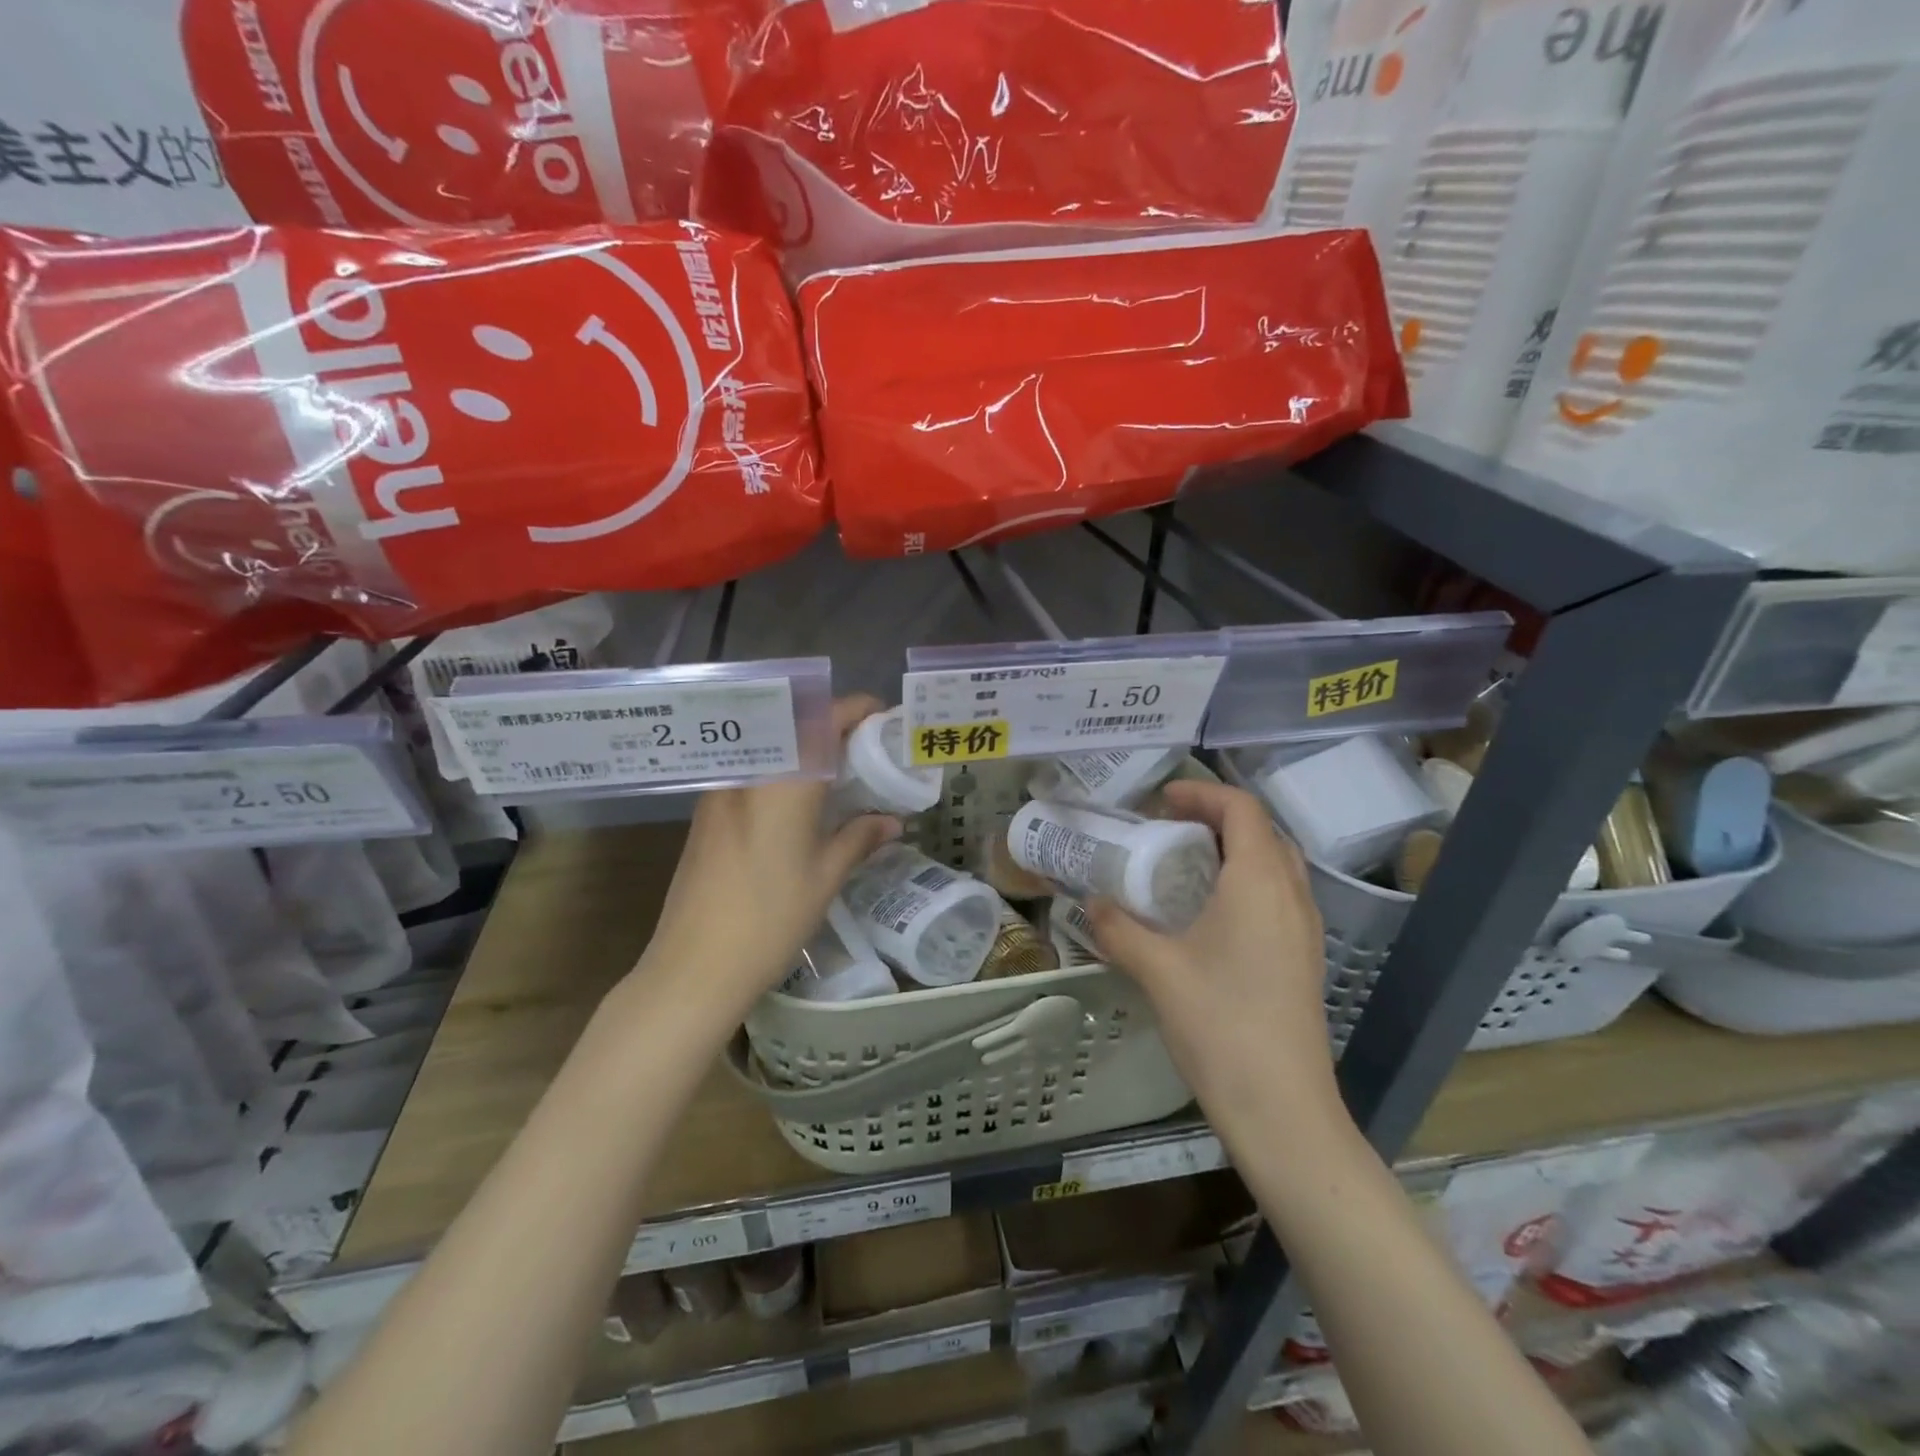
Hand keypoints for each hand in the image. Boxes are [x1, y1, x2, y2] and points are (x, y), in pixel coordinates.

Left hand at [623, 695, 901, 1026]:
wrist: (693, 966)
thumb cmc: (769, 921)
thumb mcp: (825, 879)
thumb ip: (859, 838)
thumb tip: (891, 821)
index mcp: (784, 784)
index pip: (822, 723)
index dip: (855, 710)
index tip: (881, 715)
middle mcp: (749, 775)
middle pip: (793, 725)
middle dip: (831, 724)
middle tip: (864, 744)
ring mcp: (721, 791)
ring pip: (769, 746)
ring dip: (803, 745)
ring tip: (837, 770)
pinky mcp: (706, 811)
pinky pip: (752, 770)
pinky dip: (781, 768)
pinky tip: (798, 799)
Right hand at [1088, 780, 1339, 1118]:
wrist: (1283, 1109)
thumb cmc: (1220, 1026)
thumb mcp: (1157, 971)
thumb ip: (1119, 928)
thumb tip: (1091, 902)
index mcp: (1260, 882)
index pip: (1241, 809)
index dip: (1201, 792)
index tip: (1159, 801)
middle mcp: (1291, 895)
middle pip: (1261, 831)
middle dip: (1215, 818)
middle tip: (1168, 828)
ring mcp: (1304, 928)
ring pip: (1273, 864)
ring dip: (1232, 850)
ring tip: (1183, 865)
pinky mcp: (1303, 957)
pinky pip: (1276, 895)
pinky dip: (1243, 882)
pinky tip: (1206, 914)